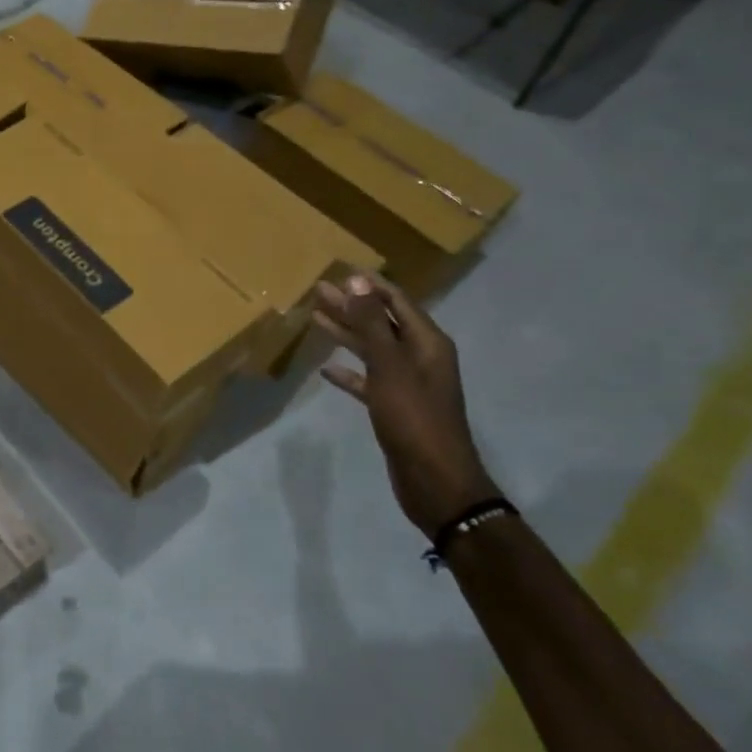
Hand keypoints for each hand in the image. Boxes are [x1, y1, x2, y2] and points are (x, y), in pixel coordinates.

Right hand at [314, 273, 496, 535]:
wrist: (435, 480)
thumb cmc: (414, 419)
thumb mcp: (390, 367)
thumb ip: (372, 324)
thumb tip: (357, 281)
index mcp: (427, 343)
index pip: (397, 301)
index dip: (370, 286)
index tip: (340, 270)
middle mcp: (419, 358)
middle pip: (381, 323)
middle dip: (352, 306)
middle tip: (318, 291)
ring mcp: (407, 384)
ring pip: (372, 350)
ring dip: (347, 334)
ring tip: (316, 318)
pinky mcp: (394, 407)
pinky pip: (368, 381)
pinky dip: (349, 373)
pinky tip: (327, 369)